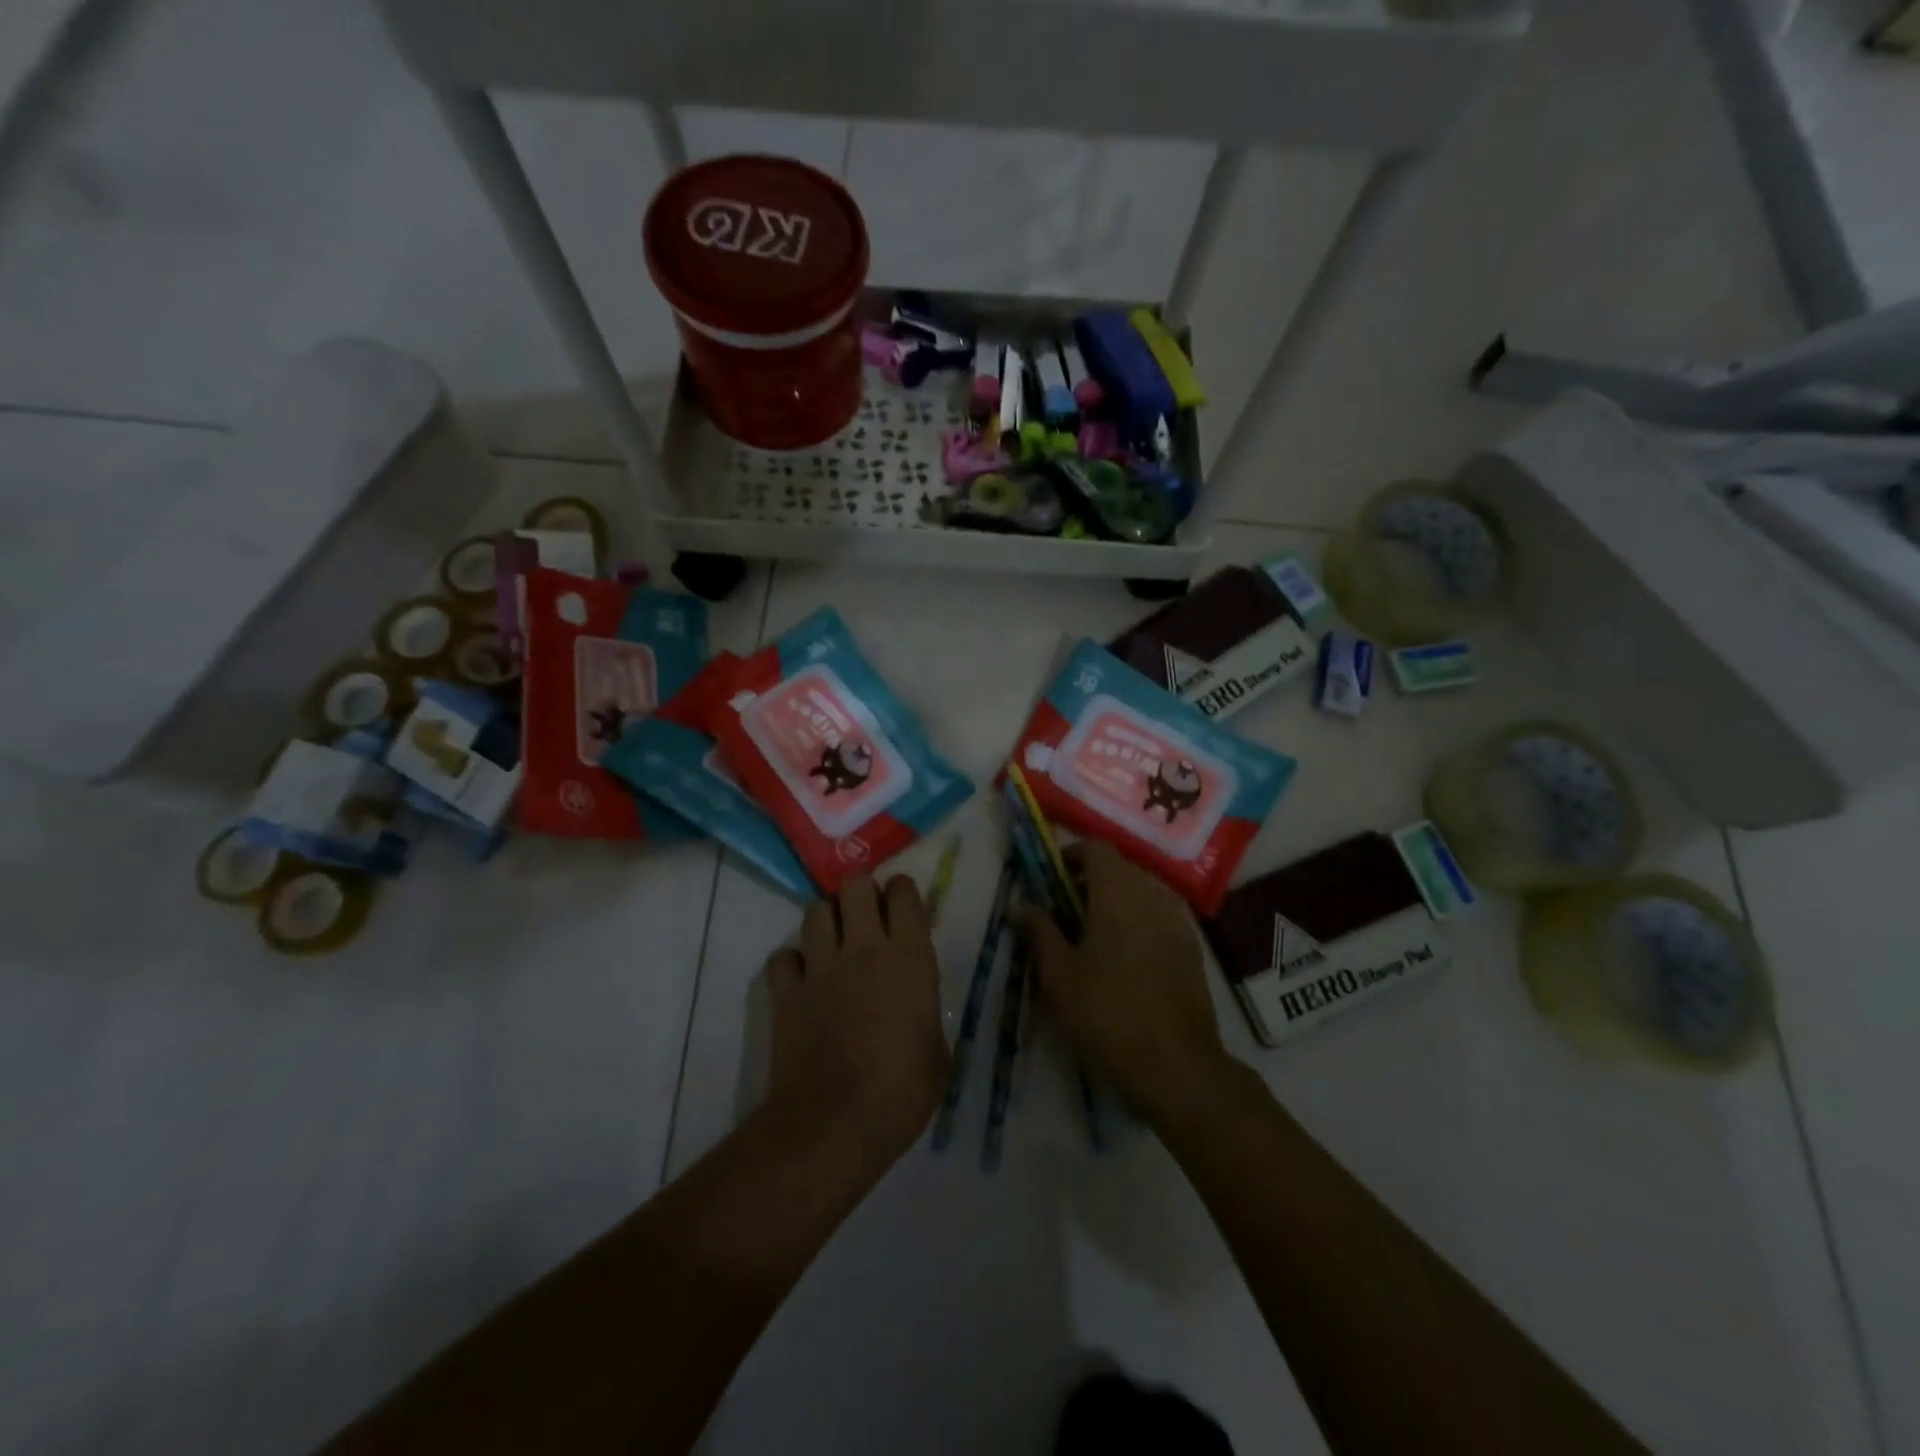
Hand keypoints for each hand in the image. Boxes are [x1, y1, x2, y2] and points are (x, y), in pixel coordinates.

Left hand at [765, 874, 949, 1172]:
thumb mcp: (937, 1052)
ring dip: (826, 921)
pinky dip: (791, 963)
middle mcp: (864, 949)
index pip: (904, 893)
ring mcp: (820, 968)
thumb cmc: (901, 1093)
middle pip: (854, 885)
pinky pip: (783, 958)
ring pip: (815, 910)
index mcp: (909, 958)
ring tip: (834, 944)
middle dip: (860, 893)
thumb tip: (917, 1004)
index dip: (903, 893)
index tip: (903, 909)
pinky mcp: (786, 992)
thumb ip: (926, 1011)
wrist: (834, 1125)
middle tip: (866, 919)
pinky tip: (802, 981)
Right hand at [1022, 841, 1229, 1128]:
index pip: (1096, 847)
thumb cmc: (1107, 1014)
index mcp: (1118, 893)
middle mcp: (1152, 895)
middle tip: (1063, 912)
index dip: (1070, 855)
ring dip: (1114, 902)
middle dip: (1089, 881)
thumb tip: (1021, 904)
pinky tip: (1124, 959)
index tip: (1050, 880)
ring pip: (1141, 893)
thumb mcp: (1058, 975)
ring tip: (1092, 937)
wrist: (1177, 1067)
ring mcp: (1178, 921)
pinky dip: (1137, 923)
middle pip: (1119, 868)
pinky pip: (1158, 917)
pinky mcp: (1192, 948)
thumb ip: (1039, 931)